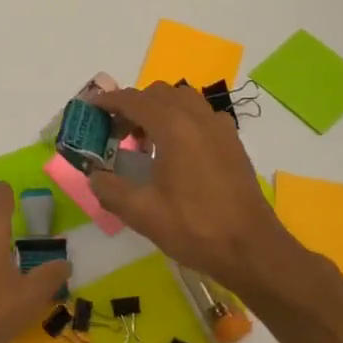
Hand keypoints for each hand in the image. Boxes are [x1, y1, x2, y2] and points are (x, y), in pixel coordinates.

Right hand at [88, 84, 307, 295]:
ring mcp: (220, 128)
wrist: (252, 249)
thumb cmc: (196, 228)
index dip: (108, 100)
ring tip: (146, 139)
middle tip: (116, 131)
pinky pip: (201, 115)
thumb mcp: (143, 213)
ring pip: (183, 99)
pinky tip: (176, 150)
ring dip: (159, 109)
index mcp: (174, 128)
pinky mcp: (232, 142)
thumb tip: (95, 177)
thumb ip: (110, 190)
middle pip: (159, 93)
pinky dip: (182, 119)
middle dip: (133, 105)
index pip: (134, 100)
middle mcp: (198, 118)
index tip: (91, 108)